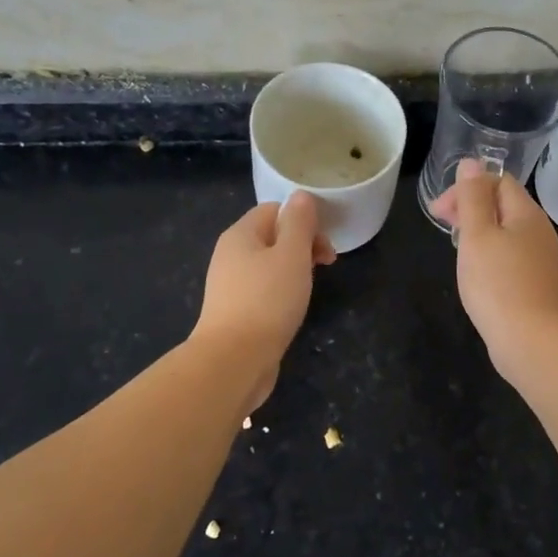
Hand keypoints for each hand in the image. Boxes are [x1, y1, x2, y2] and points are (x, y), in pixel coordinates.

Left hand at [193, 192, 335, 409]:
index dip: (303, 220)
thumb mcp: (291, 255)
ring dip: (295, 270)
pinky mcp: (235, 312)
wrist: (234, 360)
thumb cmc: (267, 301)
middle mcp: (230, 255)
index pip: (274, 209)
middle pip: (272, 236)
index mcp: (240, 235)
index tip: (325, 243)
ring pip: (269, 265)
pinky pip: (263, 290)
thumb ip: (299, 222)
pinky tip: (293, 308)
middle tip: (327, 264)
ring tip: (312, 287)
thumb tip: (301, 196)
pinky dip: (282, 292)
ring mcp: (230, 285)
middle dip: (303, 244)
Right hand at [429, 158, 557, 383]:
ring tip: (457, 249)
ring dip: (479, 232)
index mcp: (527, 213)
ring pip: (506, 232)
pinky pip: (510, 256)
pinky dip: (490, 255)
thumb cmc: (498, 284)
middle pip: (503, 205)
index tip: (440, 211)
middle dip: (470, 208)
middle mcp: (539, 231)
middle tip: (442, 226)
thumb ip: (472, 198)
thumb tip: (472, 164)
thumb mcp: (477, 235)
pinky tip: (477, 273)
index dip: (467, 187)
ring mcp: (540, 259)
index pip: (498, 181)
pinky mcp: (536, 284)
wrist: (532, 341)